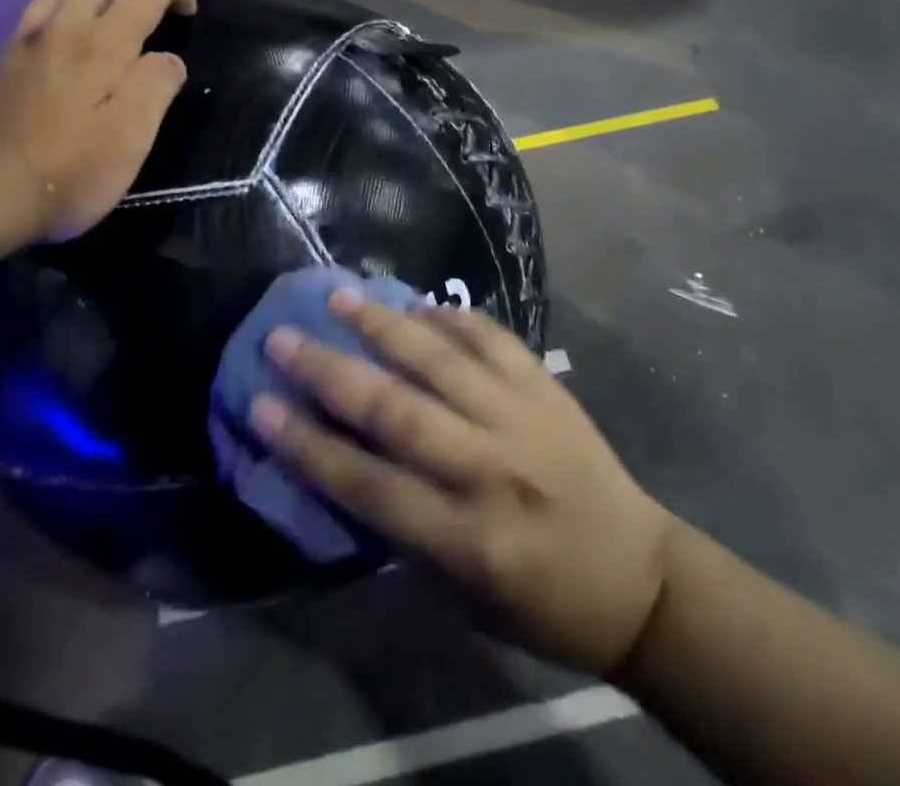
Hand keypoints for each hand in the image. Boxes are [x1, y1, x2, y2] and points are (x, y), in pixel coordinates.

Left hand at [0, 0, 195, 244]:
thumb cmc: (75, 169)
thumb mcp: (133, 136)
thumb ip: (157, 85)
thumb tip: (168, 59)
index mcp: (103, 44)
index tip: (189, 11)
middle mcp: (64, 28)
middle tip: (154, 11)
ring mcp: (29, 41)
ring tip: (112, 27)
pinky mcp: (6, 60)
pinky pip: (39, 14)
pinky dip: (65, 14)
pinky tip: (70, 47)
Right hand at [252, 294, 674, 677]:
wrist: (639, 578)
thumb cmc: (542, 602)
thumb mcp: (463, 594)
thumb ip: (406, 528)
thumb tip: (348, 458)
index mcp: (465, 539)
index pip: (367, 484)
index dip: (306, 445)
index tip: (259, 406)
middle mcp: (488, 469)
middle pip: (394, 411)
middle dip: (329, 372)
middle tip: (282, 338)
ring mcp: (520, 418)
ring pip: (439, 360)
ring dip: (384, 326)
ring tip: (341, 298)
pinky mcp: (546, 387)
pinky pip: (492, 338)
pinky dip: (452, 317)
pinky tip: (418, 304)